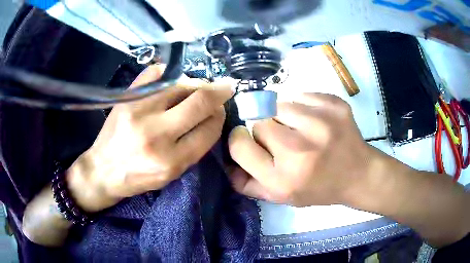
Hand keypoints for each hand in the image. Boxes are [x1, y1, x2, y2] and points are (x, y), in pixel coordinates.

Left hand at [67, 65, 232, 211]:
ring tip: (198, 86)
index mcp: (172, 161)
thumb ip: (194, 147)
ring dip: (196, 82)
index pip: (209, 129)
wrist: (103, 170)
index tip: (221, 110)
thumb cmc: (138, 177)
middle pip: (199, 101)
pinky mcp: (127, 98)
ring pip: (181, 83)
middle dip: (219, 92)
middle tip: (225, 87)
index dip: (220, 116)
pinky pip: (156, 73)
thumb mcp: (172, 174)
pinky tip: (174, 79)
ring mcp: (139, 112)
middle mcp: (157, 134)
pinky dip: (170, 73)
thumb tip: (212, 116)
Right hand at [228, 93, 380, 206]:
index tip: (251, 141)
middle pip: (259, 122)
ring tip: (300, 130)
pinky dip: (302, 106)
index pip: (239, 144)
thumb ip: (248, 184)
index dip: (241, 140)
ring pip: (279, 104)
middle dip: (266, 131)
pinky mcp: (334, 105)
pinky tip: (315, 121)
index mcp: (282, 179)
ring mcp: (320, 123)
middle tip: (284, 141)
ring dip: (283, 117)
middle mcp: (299, 150)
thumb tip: (226, 164)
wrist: (359, 174)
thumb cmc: (319, 188)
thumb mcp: (282, 197)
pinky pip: (301, 95)